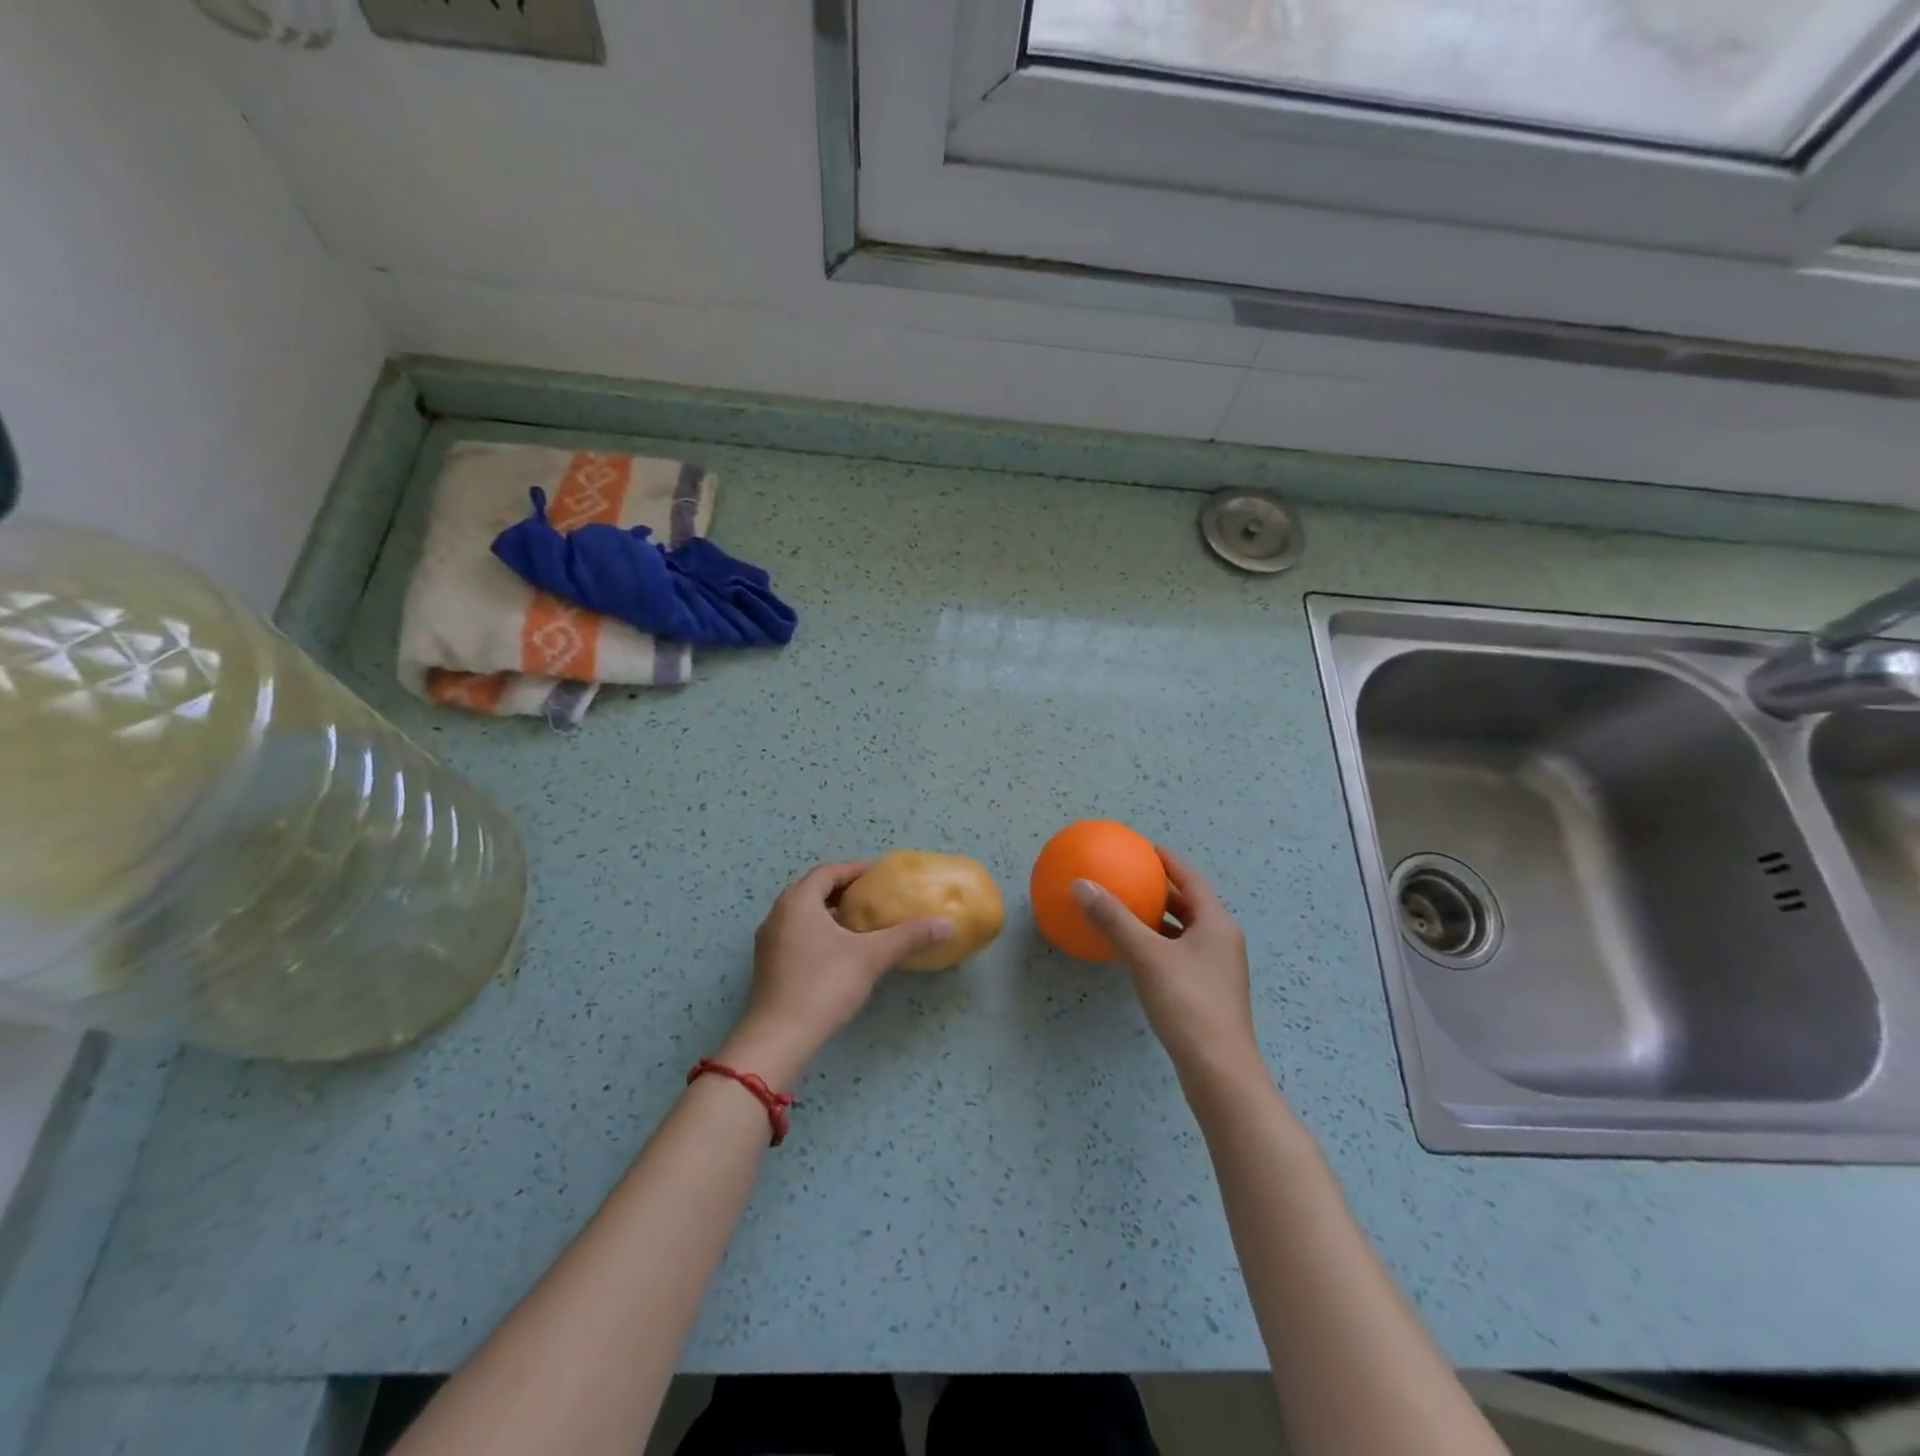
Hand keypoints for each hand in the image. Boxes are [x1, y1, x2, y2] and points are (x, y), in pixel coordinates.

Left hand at [721, 862, 953, 1083]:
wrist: (779, 1037)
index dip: (854, 870)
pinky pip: (795, 935)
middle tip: (872, 898)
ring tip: (859, 924)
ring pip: (801, 915)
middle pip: (812, 891)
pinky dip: (817, 933)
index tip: (880, 876)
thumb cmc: (824, 984)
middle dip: (842, 891)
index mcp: (798, 901)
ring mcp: (768, 942)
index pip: (827, 872)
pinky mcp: (768, 966)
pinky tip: (839, 953)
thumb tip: (948, 924)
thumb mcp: (872, 956)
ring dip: (828, 913)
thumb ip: (908, 936)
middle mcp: (777, 914)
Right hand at [1072, 848, 1262, 1085]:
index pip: (1191, 879)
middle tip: (1131, 877)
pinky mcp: (1208, 993)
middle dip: (1162, 890)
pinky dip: (1159, 945)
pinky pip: (1180, 955)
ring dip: (1159, 919)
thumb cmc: (1187, 1004)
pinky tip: (1134, 954)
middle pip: (1190, 905)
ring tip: (1128, 911)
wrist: (1219, 1071)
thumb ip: (1113, 919)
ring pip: (1185, 932)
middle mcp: (1222, 941)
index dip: (1169, 862)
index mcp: (1216, 923)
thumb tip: (1080, 885)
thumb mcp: (1145, 956)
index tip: (1145, 849)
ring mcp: (1218, 970)